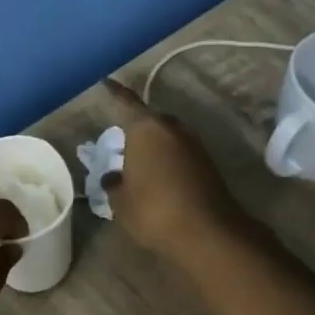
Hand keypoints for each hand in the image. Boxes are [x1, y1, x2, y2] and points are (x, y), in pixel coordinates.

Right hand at [100, 78, 250, 263]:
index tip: (106, 82)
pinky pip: (180, 153)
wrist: (207, 232)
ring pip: (168, 136)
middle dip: (137, 126)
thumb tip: (112, 177)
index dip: (114, 93)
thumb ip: (114, 184)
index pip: (126, 103)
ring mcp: (194, 145)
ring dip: (155, 145)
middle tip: (121, 140)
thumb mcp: (121, 202)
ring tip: (139, 162)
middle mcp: (172, 128)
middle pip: (150, 119)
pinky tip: (159, 177)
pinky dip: (169, 159)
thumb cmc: (154, 211)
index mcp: (146, 129)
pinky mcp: (208, 164)